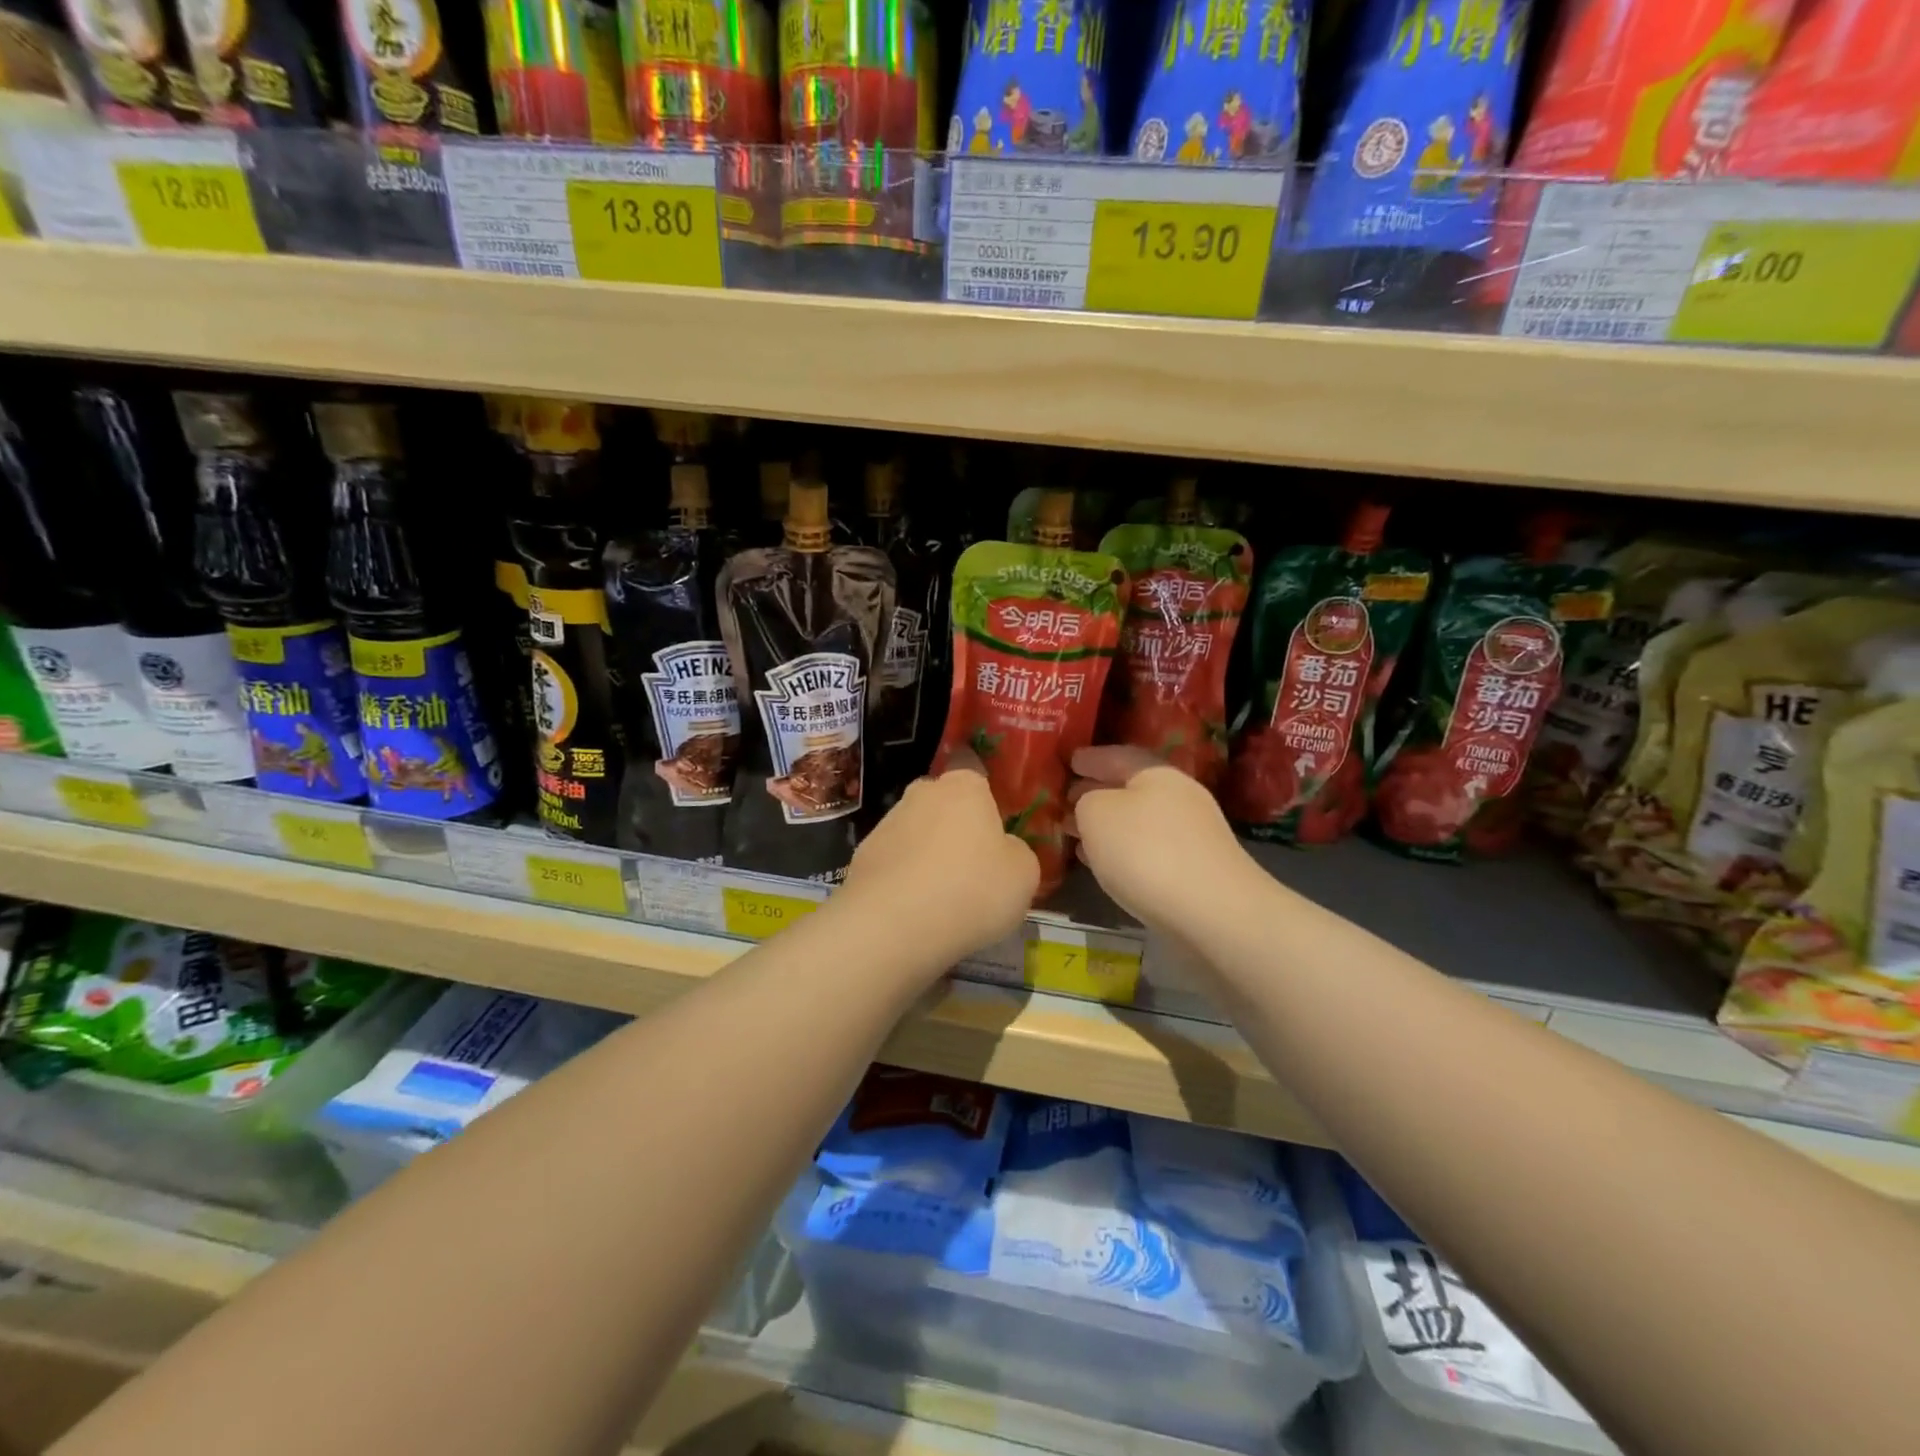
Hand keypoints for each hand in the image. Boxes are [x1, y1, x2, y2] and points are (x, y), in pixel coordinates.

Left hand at [840, 751, 1039, 966]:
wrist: (892, 925)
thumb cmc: (971, 890)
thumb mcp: (1024, 875)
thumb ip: (1017, 853)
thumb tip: (1003, 851)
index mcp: (965, 787)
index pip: (979, 784)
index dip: (988, 813)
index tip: (995, 846)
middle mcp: (922, 793)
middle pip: (945, 808)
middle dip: (955, 833)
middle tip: (971, 874)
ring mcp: (886, 822)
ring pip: (917, 835)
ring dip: (927, 858)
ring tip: (940, 902)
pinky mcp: (861, 855)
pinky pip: (894, 864)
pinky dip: (903, 881)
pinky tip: (912, 912)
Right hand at [1068, 746, 1258, 932]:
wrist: (1212, 912)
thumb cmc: (1145, 851)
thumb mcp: (1096, 814)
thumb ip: (1086, 802)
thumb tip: (1090, 806)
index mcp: (1157, 773)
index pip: (1117, 755)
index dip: (1090, 758)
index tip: (1069, 761)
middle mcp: (1179, 797)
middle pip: (1130, 788)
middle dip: (1097, 793)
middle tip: (1066, 799)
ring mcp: (1191, 835)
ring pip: (1138, 821)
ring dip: (1107, 826)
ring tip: (1076, 834)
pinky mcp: (1194, 870)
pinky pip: (1148, 849)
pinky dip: (1123, 850)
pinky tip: (1104, 864)